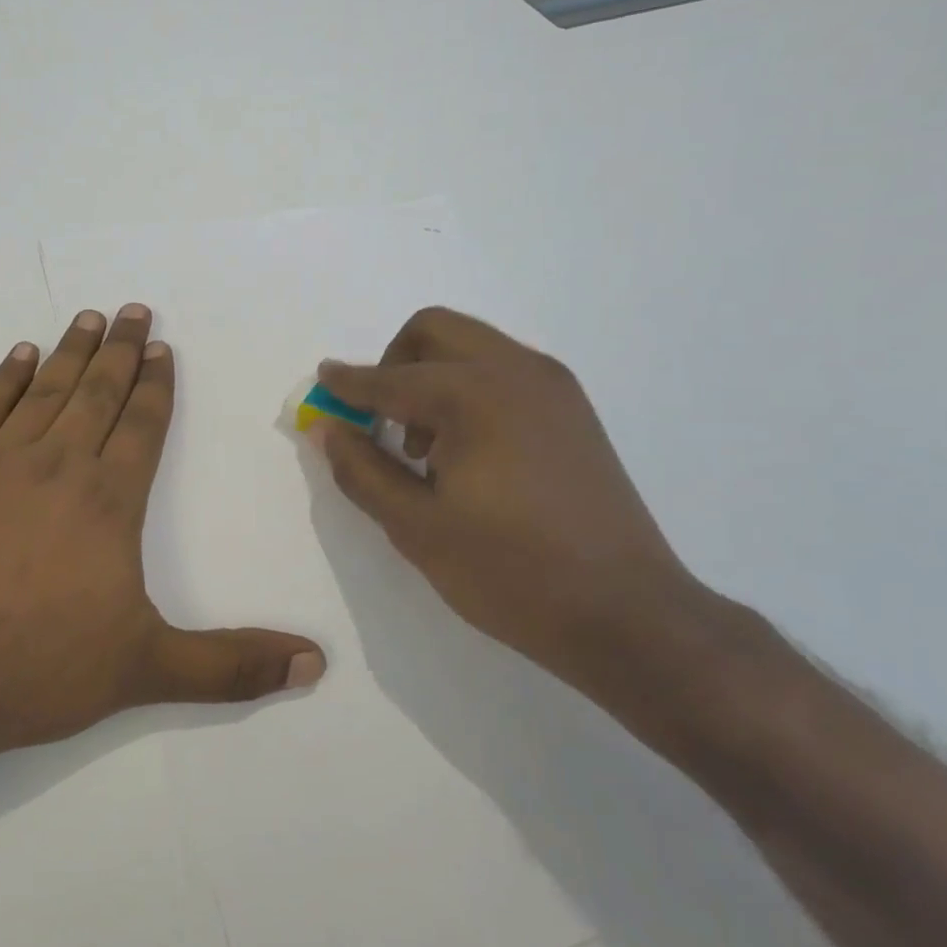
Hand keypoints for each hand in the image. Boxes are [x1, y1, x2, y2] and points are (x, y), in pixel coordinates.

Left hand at [0, 305, 324, 767]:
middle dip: (122, 351)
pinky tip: (19, 354)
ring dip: (71, 351)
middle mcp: (57, 464)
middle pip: (98, 392)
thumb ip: (230, 666)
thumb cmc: (33, 668)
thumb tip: (315, 663)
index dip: (157, 387)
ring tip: (90, 318)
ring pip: (45, 389)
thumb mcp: (144, 671)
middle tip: (135, 310)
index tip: (164, 350)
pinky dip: (5, 377)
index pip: (143, 426)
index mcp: (109, 501)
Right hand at [310, 307, 726, 693]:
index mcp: (475, 394)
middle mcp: (517, 371)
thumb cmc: (510, 572)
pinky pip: (502, 373)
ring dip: (431, 377)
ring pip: (471, 348)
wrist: (627, 615)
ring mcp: (553, 387)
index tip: (320, 389)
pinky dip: (468, 390)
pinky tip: (466, 454)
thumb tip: (327, 427)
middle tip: (378, 420)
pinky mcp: (573, 411)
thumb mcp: (416, 526)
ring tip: (423, 449)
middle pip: (434, 331)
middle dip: (392, 364)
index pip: (389, 378)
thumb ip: (361, 469)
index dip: (346, 384)